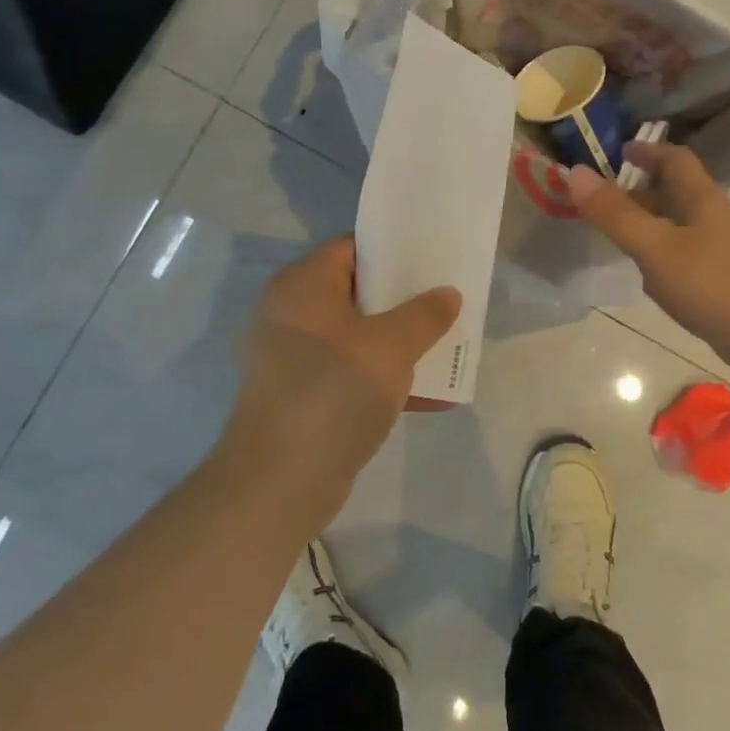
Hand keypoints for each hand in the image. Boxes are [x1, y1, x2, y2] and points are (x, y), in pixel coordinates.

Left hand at [229, 237, 459, 514]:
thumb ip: (425, 315)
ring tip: (449, 345)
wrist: (280, 481)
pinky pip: (354, 375)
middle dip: (406, 300)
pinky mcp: (306, 398)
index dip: (394, 250)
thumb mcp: (390, 347)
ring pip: (360, 338)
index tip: (434, 258)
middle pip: (359, 294)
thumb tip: (447, 294)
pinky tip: (434, 397)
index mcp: (303, 286)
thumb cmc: (333, 391)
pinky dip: (388, 381)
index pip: (352, 249)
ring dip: (403, 344)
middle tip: (448, 300)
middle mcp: (293, 315)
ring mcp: (297, 359)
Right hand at [566, 144, 729, 379]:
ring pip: (680, 228)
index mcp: (702, 199)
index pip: (675, 159)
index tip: (618, 152)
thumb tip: (573, 172)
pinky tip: (651, 281)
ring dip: (650, 226)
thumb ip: (615, 214)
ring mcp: (725, 251)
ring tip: (616, 238)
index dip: (647, 150)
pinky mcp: (727, 282)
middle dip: (640, 192)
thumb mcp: (657, 249)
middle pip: (675, 193)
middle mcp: (715, 218)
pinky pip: (688, 259)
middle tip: (602, 201)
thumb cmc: (718, 285)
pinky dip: (664, 259)